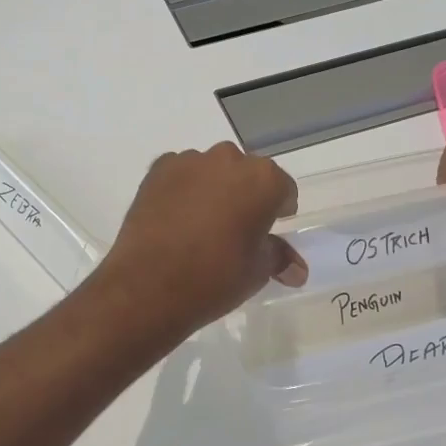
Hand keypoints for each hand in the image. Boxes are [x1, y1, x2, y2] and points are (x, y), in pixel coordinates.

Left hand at [97, 143, 306, 332]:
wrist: (148, 286)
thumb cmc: (215, 278)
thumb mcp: (256, 271)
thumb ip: (278, 258)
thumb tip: (297, 270)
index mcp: (263, 180)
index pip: (283, 189)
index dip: (279, 210)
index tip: (269, 230)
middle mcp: (228, 159)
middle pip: (247, 174)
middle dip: (246, 195)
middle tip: (236, 229)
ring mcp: (189, 161)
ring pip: (212, 171)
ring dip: (214, 189)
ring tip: (202, 225)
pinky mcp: (158, 170)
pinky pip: (181, 174)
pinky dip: (183, 189)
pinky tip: (176, 219)